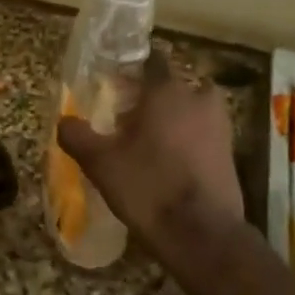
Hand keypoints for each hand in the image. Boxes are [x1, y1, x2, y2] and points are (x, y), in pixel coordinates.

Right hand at [56, 51, 243, 254]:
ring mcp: (220, 125)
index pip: (152, 61)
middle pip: (174, 85)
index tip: (117, 84)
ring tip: (150, 141)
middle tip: (129, 116)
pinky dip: (189, 140)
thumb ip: (77, 136)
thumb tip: (64, 121)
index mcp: (167, 91)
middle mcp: (198, 99)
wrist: (201, 233)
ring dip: (174, 117)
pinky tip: (170, 162)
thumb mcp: (100, 163)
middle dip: (154, 96)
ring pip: (192, 109)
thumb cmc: (147, 187)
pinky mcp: (230, 152)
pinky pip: (204, 133)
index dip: (133, 70)